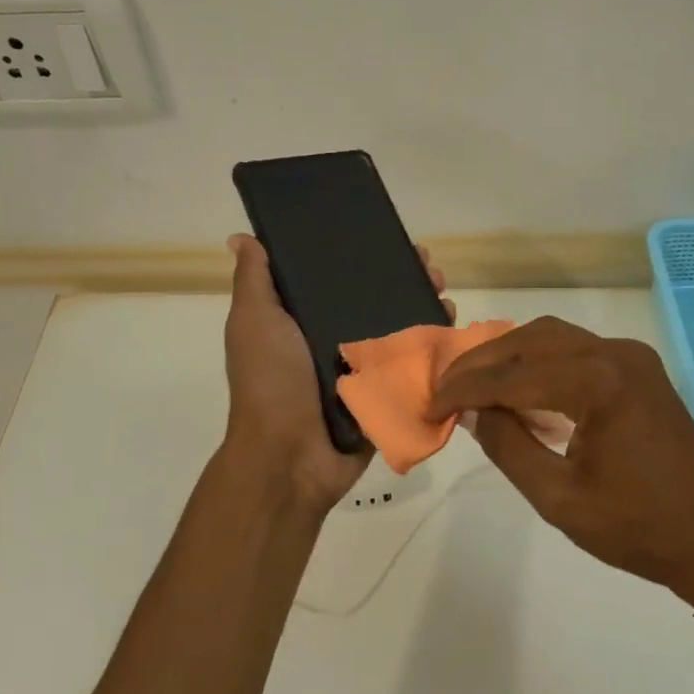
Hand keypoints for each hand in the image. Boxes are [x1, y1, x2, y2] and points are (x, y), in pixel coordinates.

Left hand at [222, 233, 451, 512]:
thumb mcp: (254, 322)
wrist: (290, 457)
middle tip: (428, 265)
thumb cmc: (271, 382)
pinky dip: (434, 345)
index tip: (387, 236)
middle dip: (404, 278)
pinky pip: (413, 364)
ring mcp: (363, 369)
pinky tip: (451, 324)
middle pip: (376, 300)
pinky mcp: (385, 394)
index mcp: (302, 321)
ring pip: (400, 328)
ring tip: (443, 290)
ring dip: (425, 306)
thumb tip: (242, 237)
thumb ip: (254, 281)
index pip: (337, 278)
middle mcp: (334, 340)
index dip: (361, 255)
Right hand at [427, 316, 693, 606]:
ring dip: (509, 356)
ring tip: (474, 386)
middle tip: (446, 390)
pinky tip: (520, 389)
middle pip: (530, 340)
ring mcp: (632, 358)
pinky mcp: (640, 370)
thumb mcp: (559, 498)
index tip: (431, 408)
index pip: (512, 375)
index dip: (465, 389)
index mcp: (597, 383)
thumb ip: (509, 447)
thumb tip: (475, 412)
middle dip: (482, 363)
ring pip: (553, 337)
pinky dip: (540, 362)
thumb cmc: (636, 528)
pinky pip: (577, 350)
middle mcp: (615, 355)